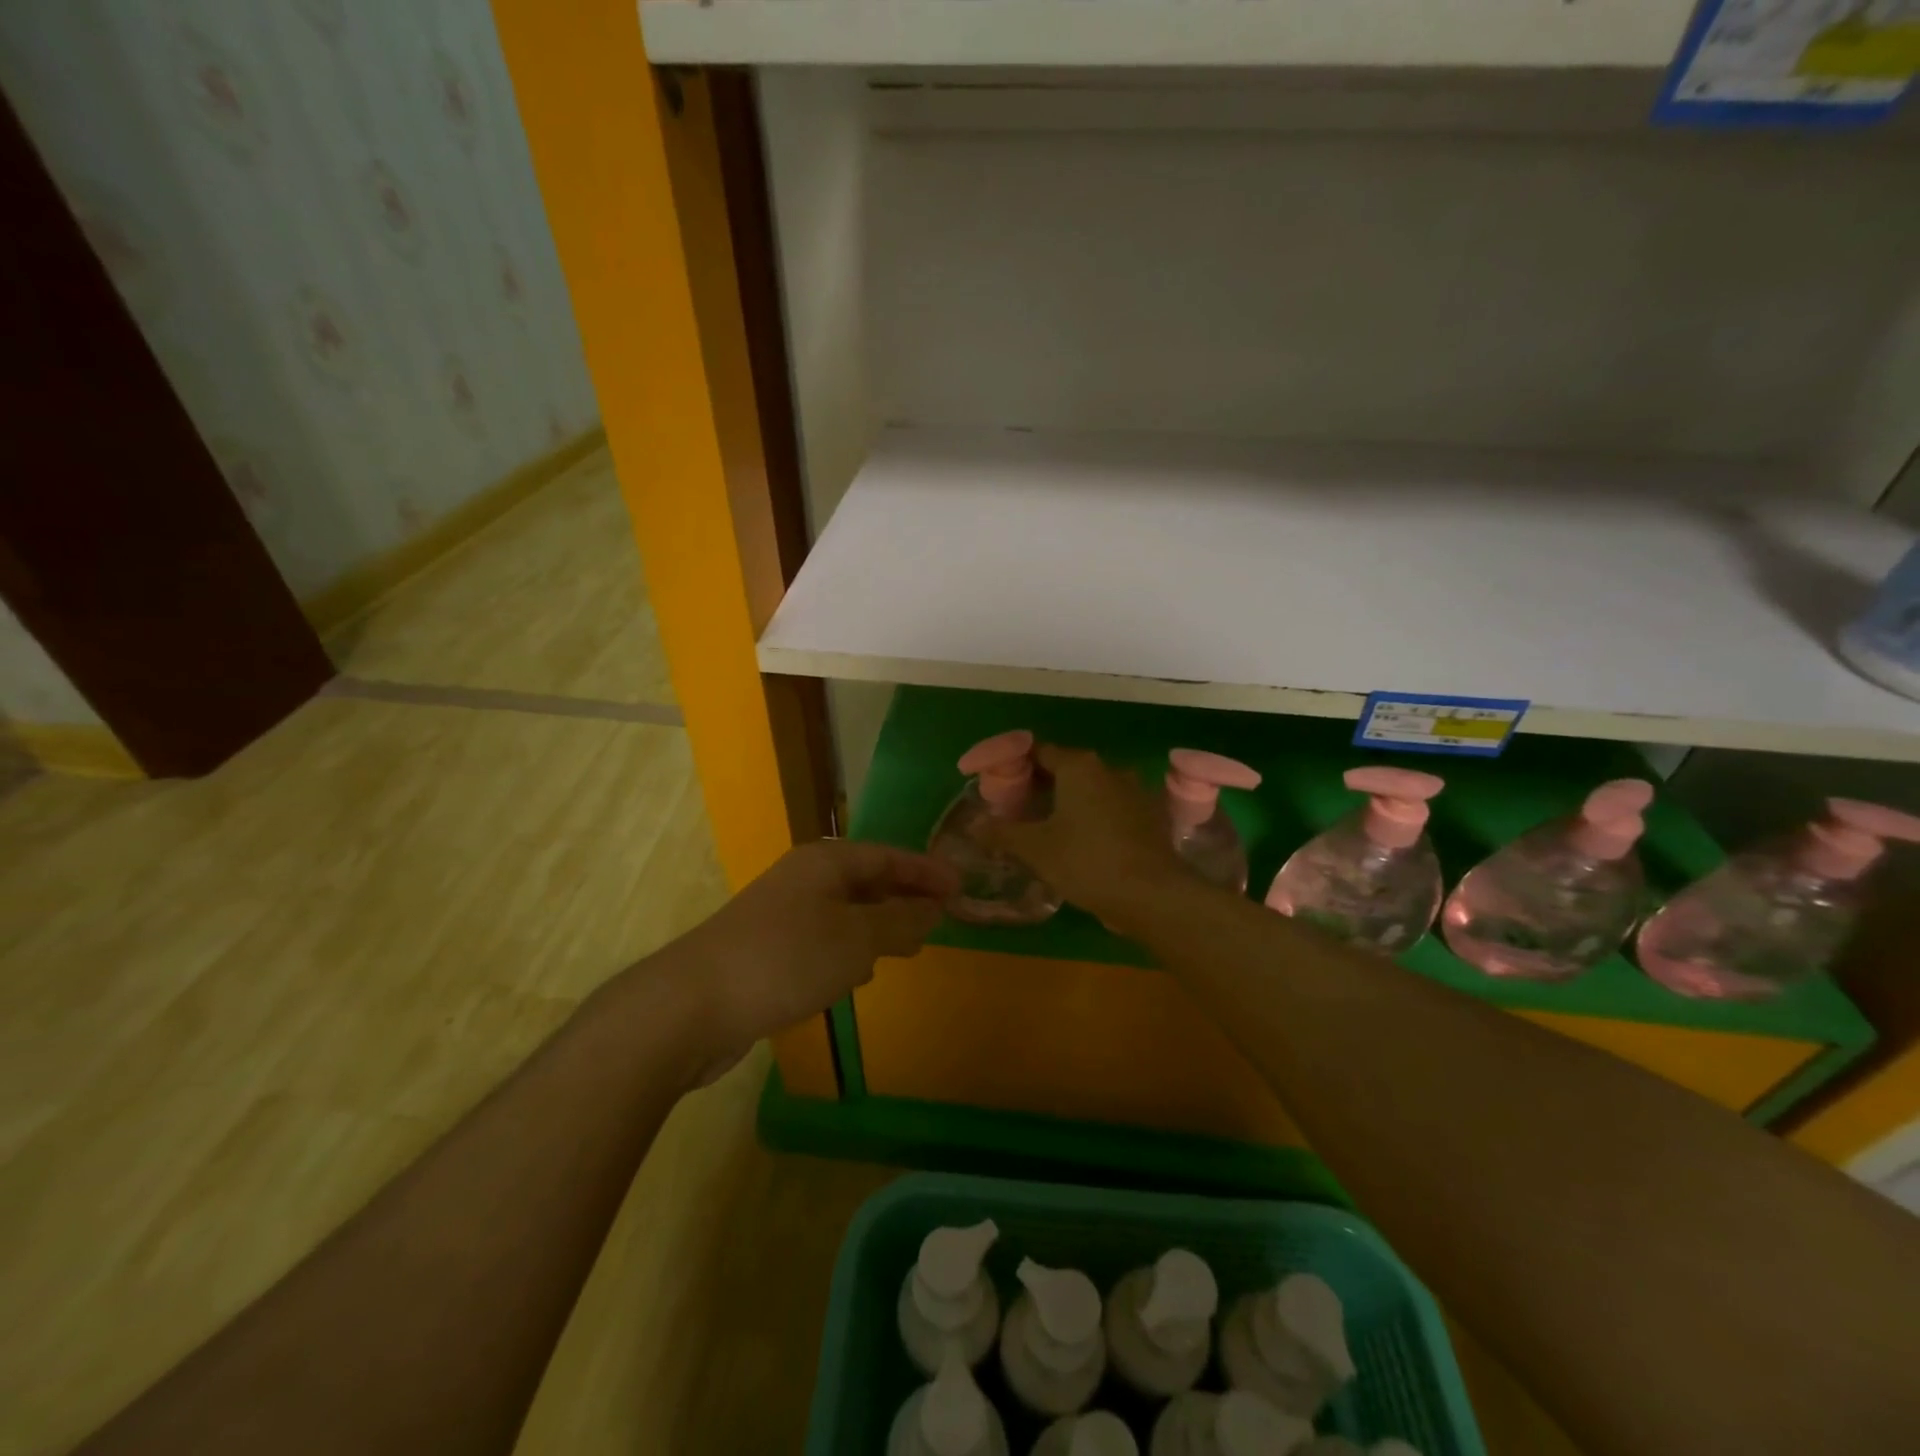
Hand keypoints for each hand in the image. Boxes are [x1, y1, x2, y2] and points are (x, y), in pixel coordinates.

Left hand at [668, 839, 957, 1083]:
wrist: (691, 1006)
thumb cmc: (785, 960)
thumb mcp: (855, 940)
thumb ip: (899, 922)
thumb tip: (932, 908)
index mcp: (826, 862)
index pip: (889, 856)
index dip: (927, 871)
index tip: (961, 888)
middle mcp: (804, 879)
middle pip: (868, 880)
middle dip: (905, 898)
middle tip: (942, 918)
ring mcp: (782, 914)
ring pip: (846, 912)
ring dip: (879, 926)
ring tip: (908, 947)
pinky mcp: (768, 949)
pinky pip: (824, 940)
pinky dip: (849, 951)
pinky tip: (858, 976)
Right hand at [985, 745, 1188, 929]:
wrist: (1153, 895)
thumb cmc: (1087, 861)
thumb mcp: (1035, 848)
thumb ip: (1001, 832)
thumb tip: (972, 825)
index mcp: (1079, 766)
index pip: (1039, 752)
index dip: (1015, 766)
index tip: (999, 787)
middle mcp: (1109, 769)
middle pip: (1065, 769)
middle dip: (1040, 786)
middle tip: (1016, 810)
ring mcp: (1134, 792)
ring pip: (1090, 790)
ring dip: (1067, 803)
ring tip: (1044, 828)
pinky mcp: (1150, 817)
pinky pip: (1111, 809)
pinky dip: (1092, 818)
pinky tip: (1080, 843)